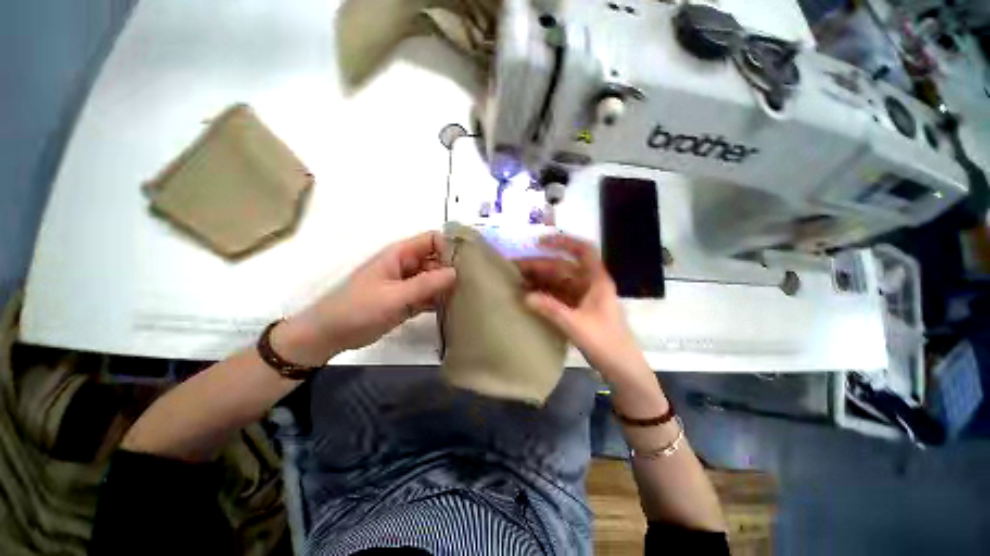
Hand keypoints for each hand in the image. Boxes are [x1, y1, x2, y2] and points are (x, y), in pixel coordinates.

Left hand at [274, 232, 455, 364]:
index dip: (450, 246)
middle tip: (475, 281)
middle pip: (437, 259)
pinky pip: (431, 295)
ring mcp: (409, 284)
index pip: (432, 240)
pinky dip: (442, 299)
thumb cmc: (358, 309)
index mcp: (400, 254)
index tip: (470, 260)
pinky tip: (456, 307)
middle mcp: (407, 265)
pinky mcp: (409, 300)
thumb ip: (425, 284)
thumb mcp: (394, 296)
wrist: (332, 334)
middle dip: (454, 267)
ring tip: (471, 294)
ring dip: (450, 284)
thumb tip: (455, 272)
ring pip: (436, 278)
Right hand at [517, 235, 651, 388]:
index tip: (540, 242)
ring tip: (518, 282)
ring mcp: (584, 297)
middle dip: (540, 266)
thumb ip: (550, 309)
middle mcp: (590, 284)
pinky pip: (559, 295)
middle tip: (515, 269)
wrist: (622, 369)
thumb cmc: (605, 343)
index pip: (583, 251)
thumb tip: (525, 297)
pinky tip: (529, 296)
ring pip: (559, 282)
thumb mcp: (576, 325)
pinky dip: (544, 294)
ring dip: (540, 281)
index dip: (563, 242)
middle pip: (563, 268)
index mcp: (597, 281)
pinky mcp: (579, 309)